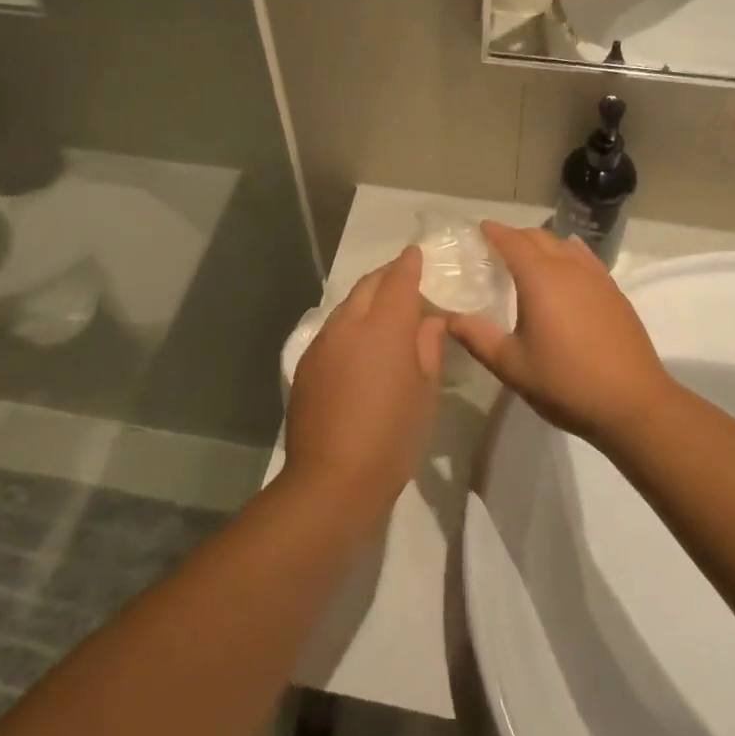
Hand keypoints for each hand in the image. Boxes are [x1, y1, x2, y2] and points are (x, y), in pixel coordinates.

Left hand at [286, 247, 445, 517]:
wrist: (331, 481)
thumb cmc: (392, 438)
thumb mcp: (425, 394)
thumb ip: (427, 348)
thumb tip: (429, 320)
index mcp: (384, 326)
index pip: (399, 279)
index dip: (410, 264)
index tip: (417, 254)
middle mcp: (349, 324)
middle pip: (368, 285)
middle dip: (387, 276)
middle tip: (405, 279)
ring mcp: (322, 343)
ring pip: (347, 305)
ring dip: (367, 300)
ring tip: (385, 313)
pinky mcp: (305, 364)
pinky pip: (332, 329)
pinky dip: (350, 324)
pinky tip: (360, 345)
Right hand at [446, 223, 676, 444]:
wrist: (633, 403)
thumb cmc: (565, 383)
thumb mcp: (511, 365)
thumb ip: (477, 337)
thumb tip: (448, 319)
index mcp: (540, 278)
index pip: (513, 241)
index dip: (495, 232)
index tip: (480, 228)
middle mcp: (569, 268)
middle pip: (539, 237)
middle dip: (516, 236)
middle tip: (497, 248)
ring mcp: (597, 278)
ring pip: (565, 245)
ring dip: (543, 244)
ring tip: (529, 258)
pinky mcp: (615, 293)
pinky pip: (586, 259)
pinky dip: (569, 254)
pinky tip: (568, 267)